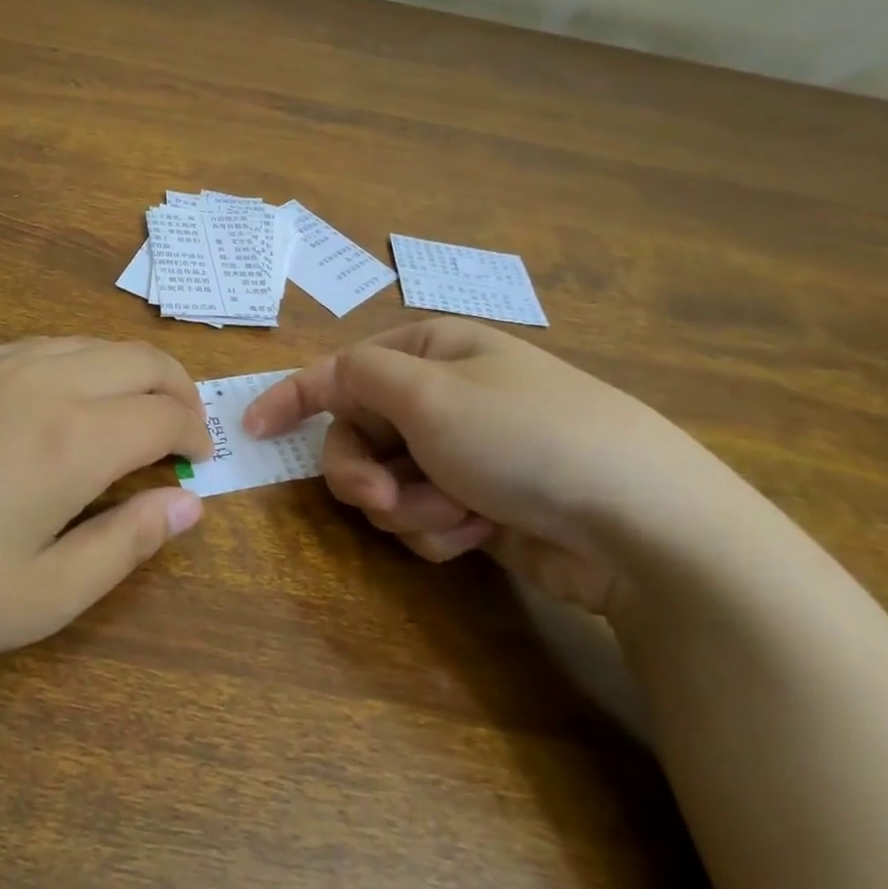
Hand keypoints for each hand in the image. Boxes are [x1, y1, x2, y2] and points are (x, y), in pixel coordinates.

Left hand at [0, 338, 212, 717]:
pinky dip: (76, 362)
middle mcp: (40, 382)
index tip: (199, 465)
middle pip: (136, 359)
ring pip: (87, 343)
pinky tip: (62, 401)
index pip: (163, 413)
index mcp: (72, 438)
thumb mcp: (42, 598)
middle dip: (177, 389)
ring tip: (131, 417)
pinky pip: (38, 346)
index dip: (194, 435)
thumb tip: (190, 504)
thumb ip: (127, 544)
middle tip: (182, 435)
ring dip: (126, 372)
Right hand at [244, 320, 747, 616]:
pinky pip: (423, 517)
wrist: (638, 522)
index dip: (291, 398)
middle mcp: (441, 398)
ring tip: (455, 515)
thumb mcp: (429, 394)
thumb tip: (326, 378)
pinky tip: (478, 533)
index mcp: (430, 355)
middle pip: (358, 436)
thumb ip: (358, 378)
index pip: (340, 371)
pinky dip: (439, 529)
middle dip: (364, 474)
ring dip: (409, 507)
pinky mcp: (478, 505)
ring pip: (388, 484)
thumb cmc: (522, 437)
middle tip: (382, 499)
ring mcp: (461, 453)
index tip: (250, 429)